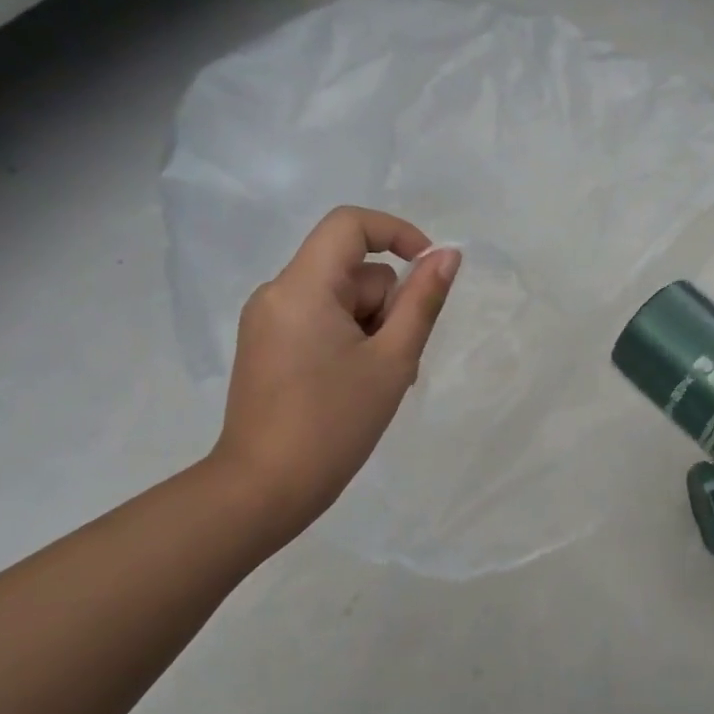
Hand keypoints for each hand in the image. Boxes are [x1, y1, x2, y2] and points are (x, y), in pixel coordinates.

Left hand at [207, 206, 458, 539]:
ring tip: (378, 382)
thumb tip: (447, 256)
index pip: (350, 225)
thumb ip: (422, 302)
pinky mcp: (266, 346)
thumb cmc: (335, 423)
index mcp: (302, 287)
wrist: (266, 487)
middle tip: (398, 360)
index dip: (397, 233)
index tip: (430, 269)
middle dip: (386, 305)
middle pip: (350, 271)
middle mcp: (277, 292)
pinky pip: (320, 321)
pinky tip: (354, 385)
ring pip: (339, 300)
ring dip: (371, 327)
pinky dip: (348, 340)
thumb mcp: (393, 361)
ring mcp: (267, 321)